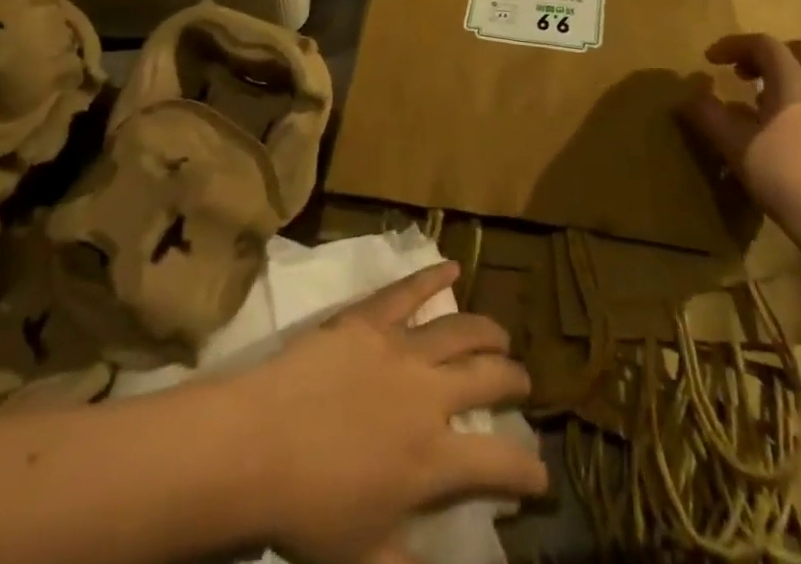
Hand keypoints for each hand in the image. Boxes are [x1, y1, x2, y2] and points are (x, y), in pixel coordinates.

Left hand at [229, 261, 546, 563]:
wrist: (259, 445)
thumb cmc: (309, 511)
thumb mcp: (365, 558)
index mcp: (432, 461)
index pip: (498, 463)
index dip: (527, 469)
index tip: (541, 473)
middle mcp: (428, 397)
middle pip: (488, 378)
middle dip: (514, 380)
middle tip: (523, 381)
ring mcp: (400, 349)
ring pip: (459, 329)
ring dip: (486, 331)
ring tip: (500, 335)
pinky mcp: (369, 319)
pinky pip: (408, 290)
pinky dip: (433, 276)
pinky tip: (452, 266)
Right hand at [680, 33, 800, 271]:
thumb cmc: (789, 181)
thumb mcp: (737, 148)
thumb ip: (710, 117)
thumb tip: (689, 97)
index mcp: (796, 84)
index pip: (765, 45)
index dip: (734, 45)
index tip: (710, 60)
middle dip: (769, 55)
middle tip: (744, 74)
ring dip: (789, 79)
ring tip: (763, 105)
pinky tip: (789, 137)